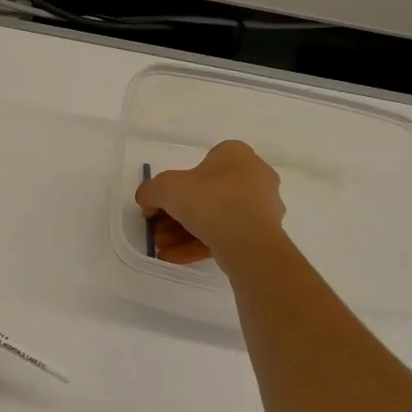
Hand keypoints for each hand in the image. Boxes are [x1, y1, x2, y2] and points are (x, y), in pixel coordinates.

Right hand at [135, 139, 287, 268]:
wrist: (248, 241)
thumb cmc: (209, 200)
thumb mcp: (165, 188)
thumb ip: (150, 191)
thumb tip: (148, 203)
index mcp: (236, 155)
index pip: (202, 164)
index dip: (176, 184)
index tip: (160, 204)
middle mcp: (254, 176)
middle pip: (206, 195)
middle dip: (176, 215)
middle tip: (158, 231)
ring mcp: (261, 207)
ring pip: (215, 218)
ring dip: (184, 233)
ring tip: (163, 248)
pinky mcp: (262, 234)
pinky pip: (225, 236)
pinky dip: (198, 245)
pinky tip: (174, 257)